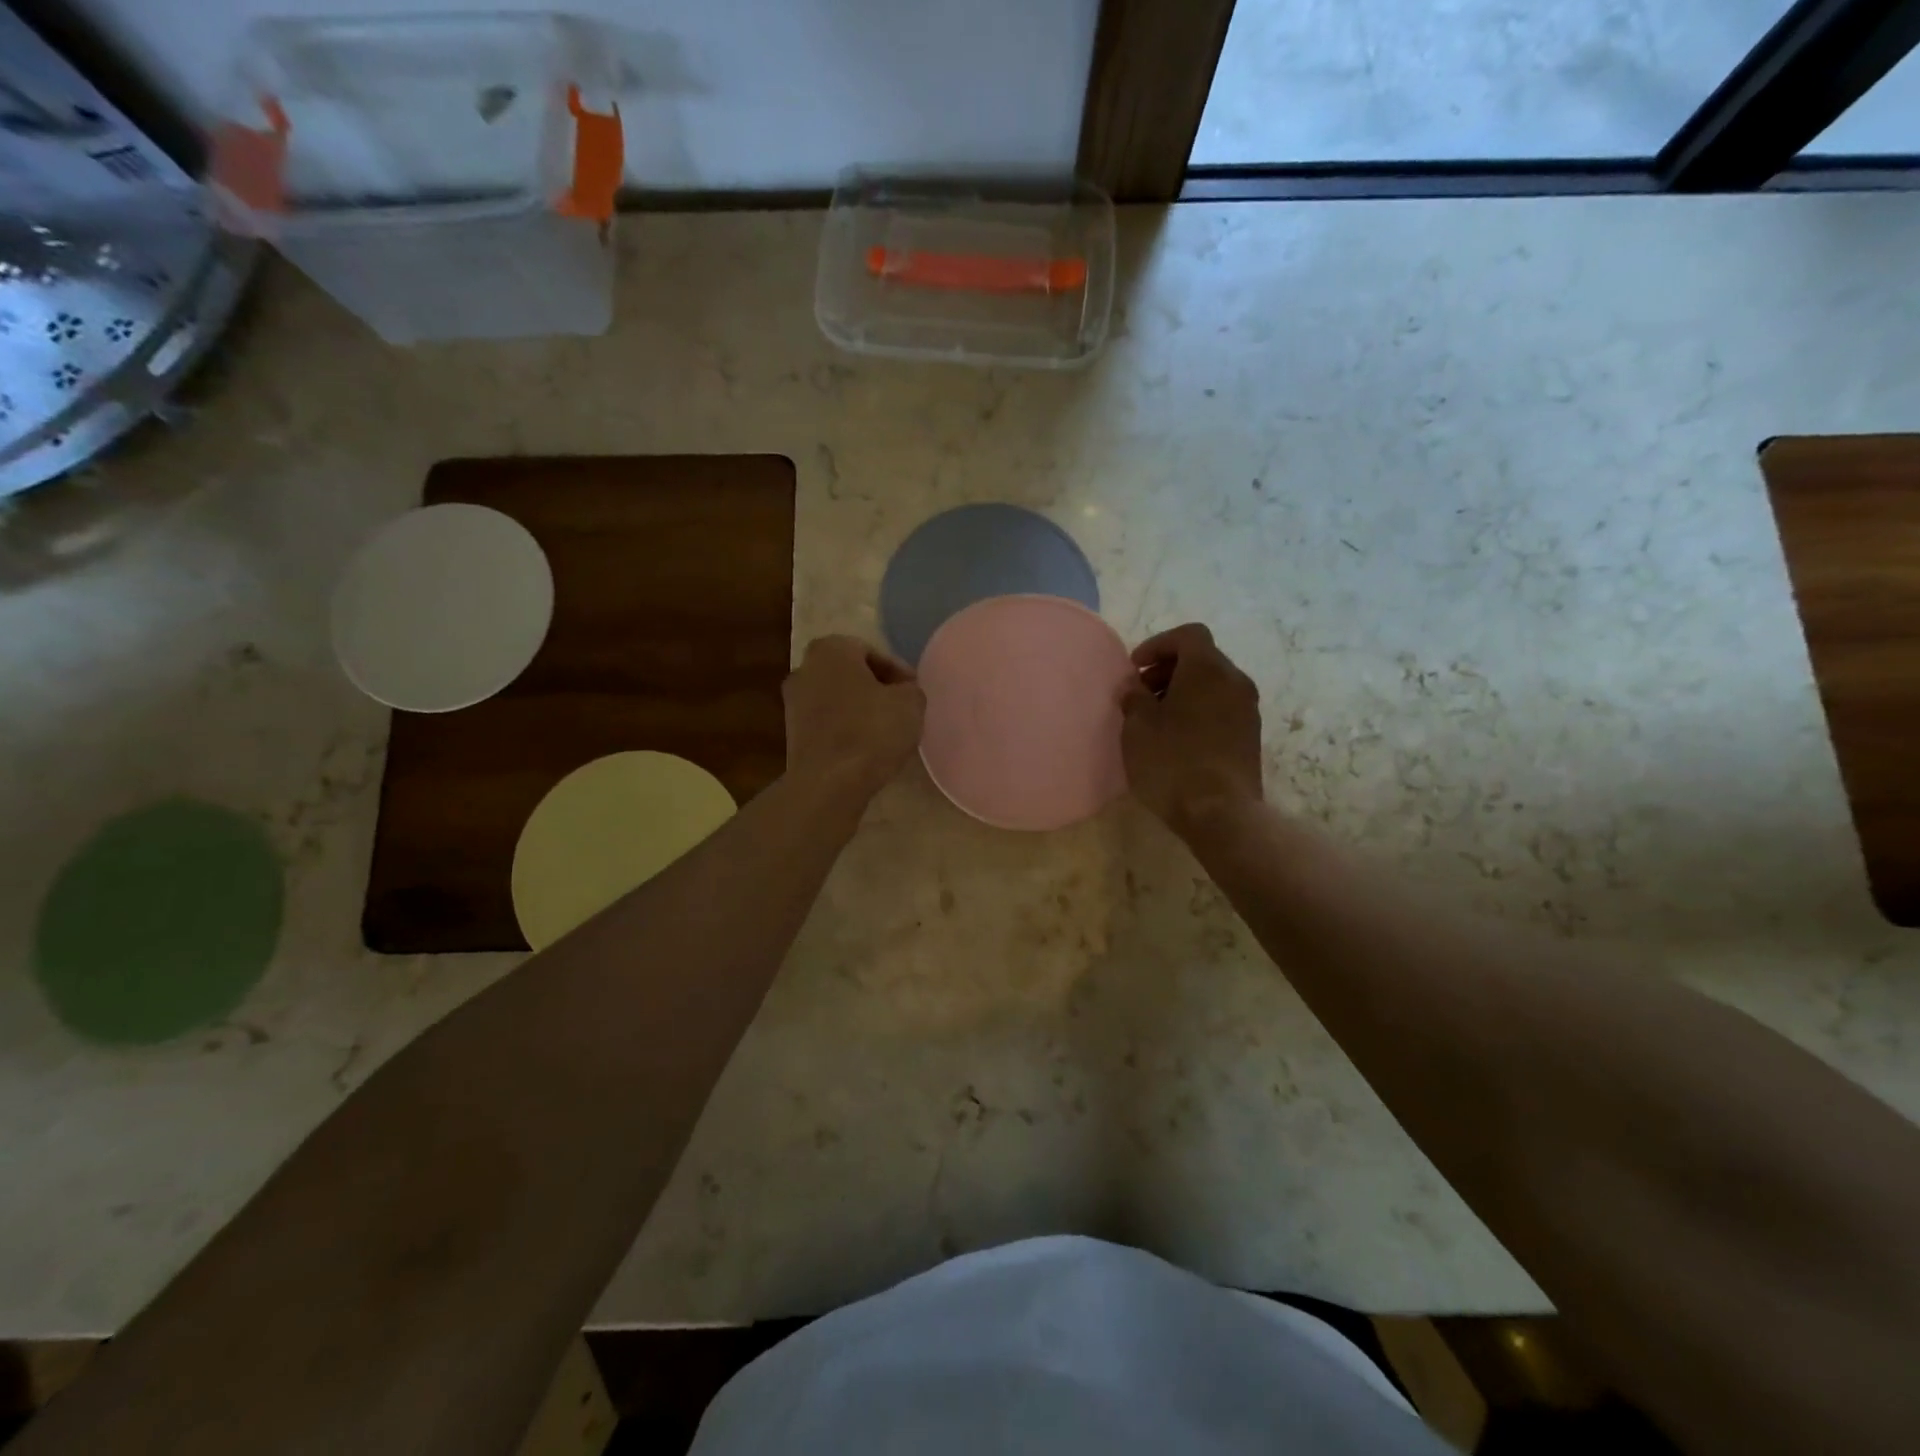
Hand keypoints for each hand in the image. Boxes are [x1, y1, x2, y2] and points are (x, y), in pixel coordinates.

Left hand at [783, 635, 925, 800]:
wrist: (829, 783)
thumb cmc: (871, 731)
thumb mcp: (911, 703)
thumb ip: (910, 689)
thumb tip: (902, 692)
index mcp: (831, 650)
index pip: (871, 652)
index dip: (898, 672)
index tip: (913, 692)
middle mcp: (804, 668)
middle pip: (850, 674)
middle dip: (876, 688)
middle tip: (901, 708)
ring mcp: (793, 703)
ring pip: (837, 699)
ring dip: (860, 710)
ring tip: (886, 731)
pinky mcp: (792, 734)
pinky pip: (827, 724)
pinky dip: (845, 730)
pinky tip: (865, 748)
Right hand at [1121, 623, 1263, 833]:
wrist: (1220, 813)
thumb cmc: (1172, 761)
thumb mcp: (1138, 726)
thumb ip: (1133, 697)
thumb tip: (1133, 686)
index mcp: (1208, 669)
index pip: (1188, 635)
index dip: (1158, 644)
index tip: (1135, 668)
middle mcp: (1235, 681)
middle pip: (1202, 658)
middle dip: (1169, 668)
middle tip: (1141, 693)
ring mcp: (1248, 710)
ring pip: (1213, 684)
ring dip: (1183, 691)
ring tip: (1156, 718)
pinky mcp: (1250, 736)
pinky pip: (1221, 708)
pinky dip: (1198, 710)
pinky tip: (1177, 737)